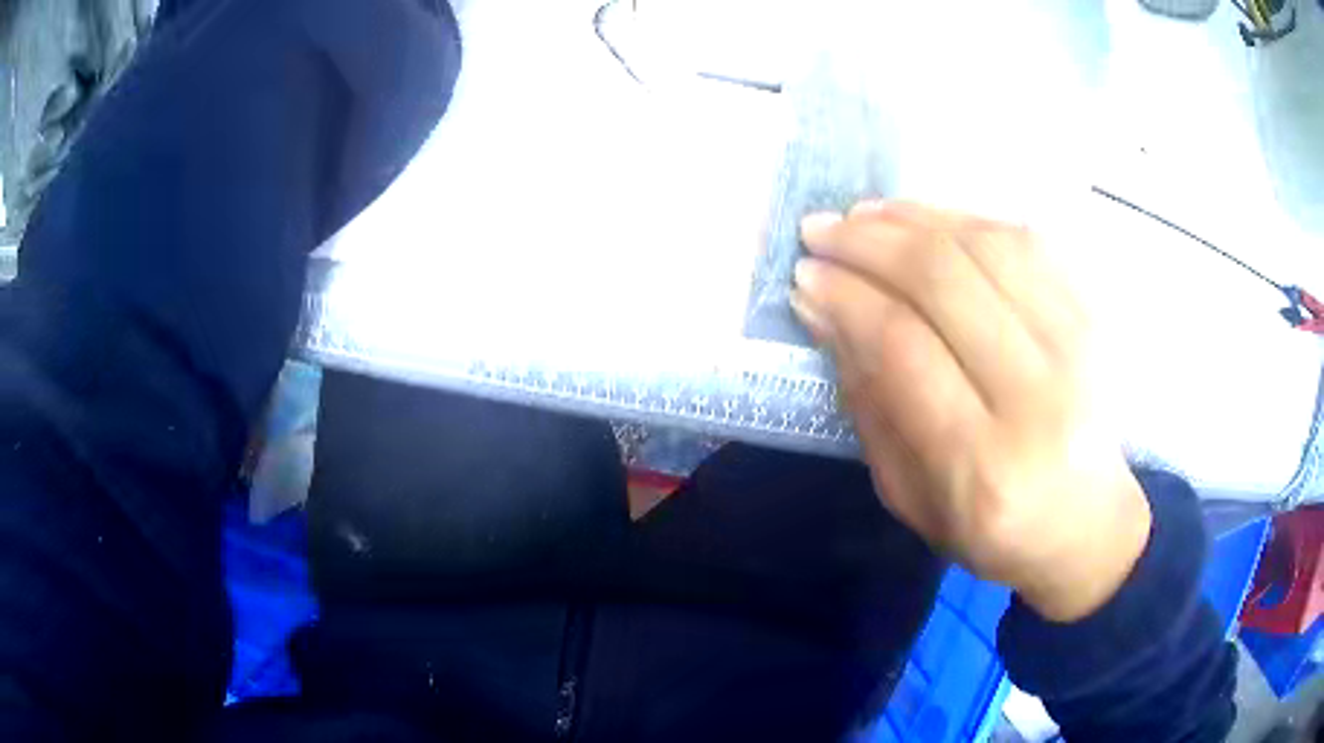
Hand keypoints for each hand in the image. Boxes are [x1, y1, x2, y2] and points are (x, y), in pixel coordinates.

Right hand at [792, 201, 1151, 622]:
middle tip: (821, 230)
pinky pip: (1028, 243)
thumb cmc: (992, 530)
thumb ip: (870, 405)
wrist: (1088, 526)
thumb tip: (827, 311)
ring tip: (865, 215)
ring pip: (986, 247)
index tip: (806, 275)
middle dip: (869, 243)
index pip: (903, 346)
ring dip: (914, 219)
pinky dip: (968, 218)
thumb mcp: (910, 495)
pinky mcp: (1096, 321)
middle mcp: (1038, 397)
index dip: (846, 297)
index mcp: (982, 464)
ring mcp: (1078, 349)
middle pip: (945, 281)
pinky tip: (928, 219)